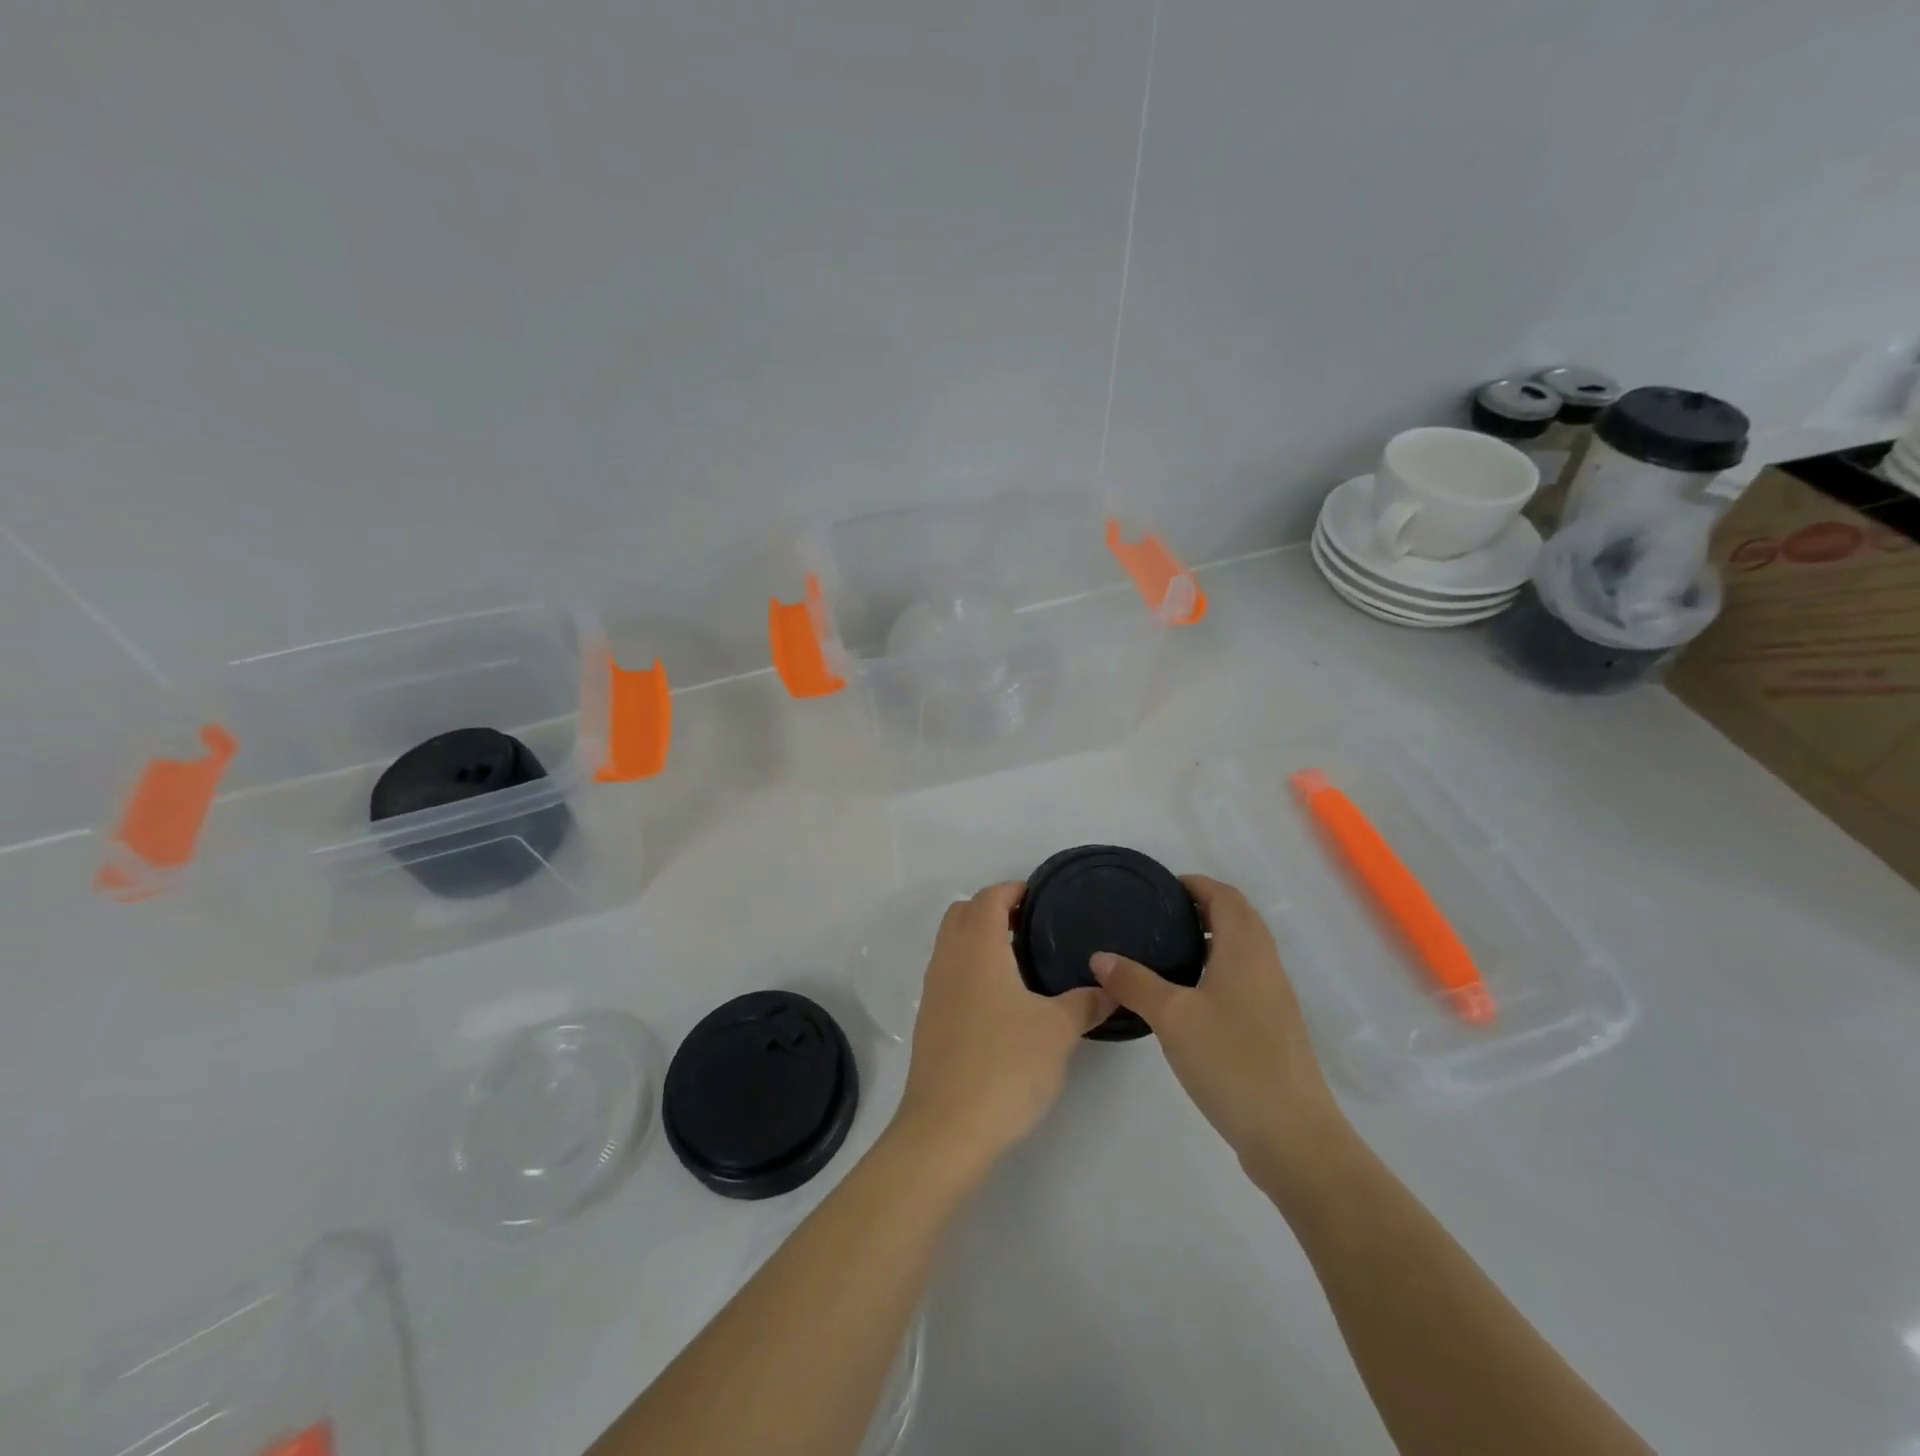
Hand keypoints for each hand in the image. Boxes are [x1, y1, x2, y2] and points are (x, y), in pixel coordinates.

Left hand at [895, 882, 1112, 1165]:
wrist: (947, 1128)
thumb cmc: (1006, 1065)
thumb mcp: (1058, 1031)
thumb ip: (1086, 1004)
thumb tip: (1110, 989)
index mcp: (978, 949)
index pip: (989, 898)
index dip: (1013, 889)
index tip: (1039, 897)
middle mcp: (949, 960)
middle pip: (962, 913)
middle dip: (992, 909)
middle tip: (1029, 926)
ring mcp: (933, 991)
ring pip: (951, 944)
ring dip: (978, 939)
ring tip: (1019, 962)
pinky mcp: (929, 1021)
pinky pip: (948, 974)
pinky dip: (970, 968)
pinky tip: (999, 1001)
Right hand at [1090, 875, 1345, 1183]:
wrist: (1293, 1137)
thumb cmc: (1232, 1061)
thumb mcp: (1172, 1017)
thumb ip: (1135, 982)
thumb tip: (1099, 957)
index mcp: (1246, 949)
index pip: (1225, 896)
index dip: (1195, 884)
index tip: (1160, 888)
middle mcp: (1266, 966)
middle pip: (1237, 920)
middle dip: (1200, 910)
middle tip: (1156, 918)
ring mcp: (1274, 1000)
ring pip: (1241, 952)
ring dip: (1209, 942)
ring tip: (1165, 953)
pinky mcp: (1273, 1030)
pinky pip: (1243, 981)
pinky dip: (1216, 972)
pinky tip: (1187, 999)